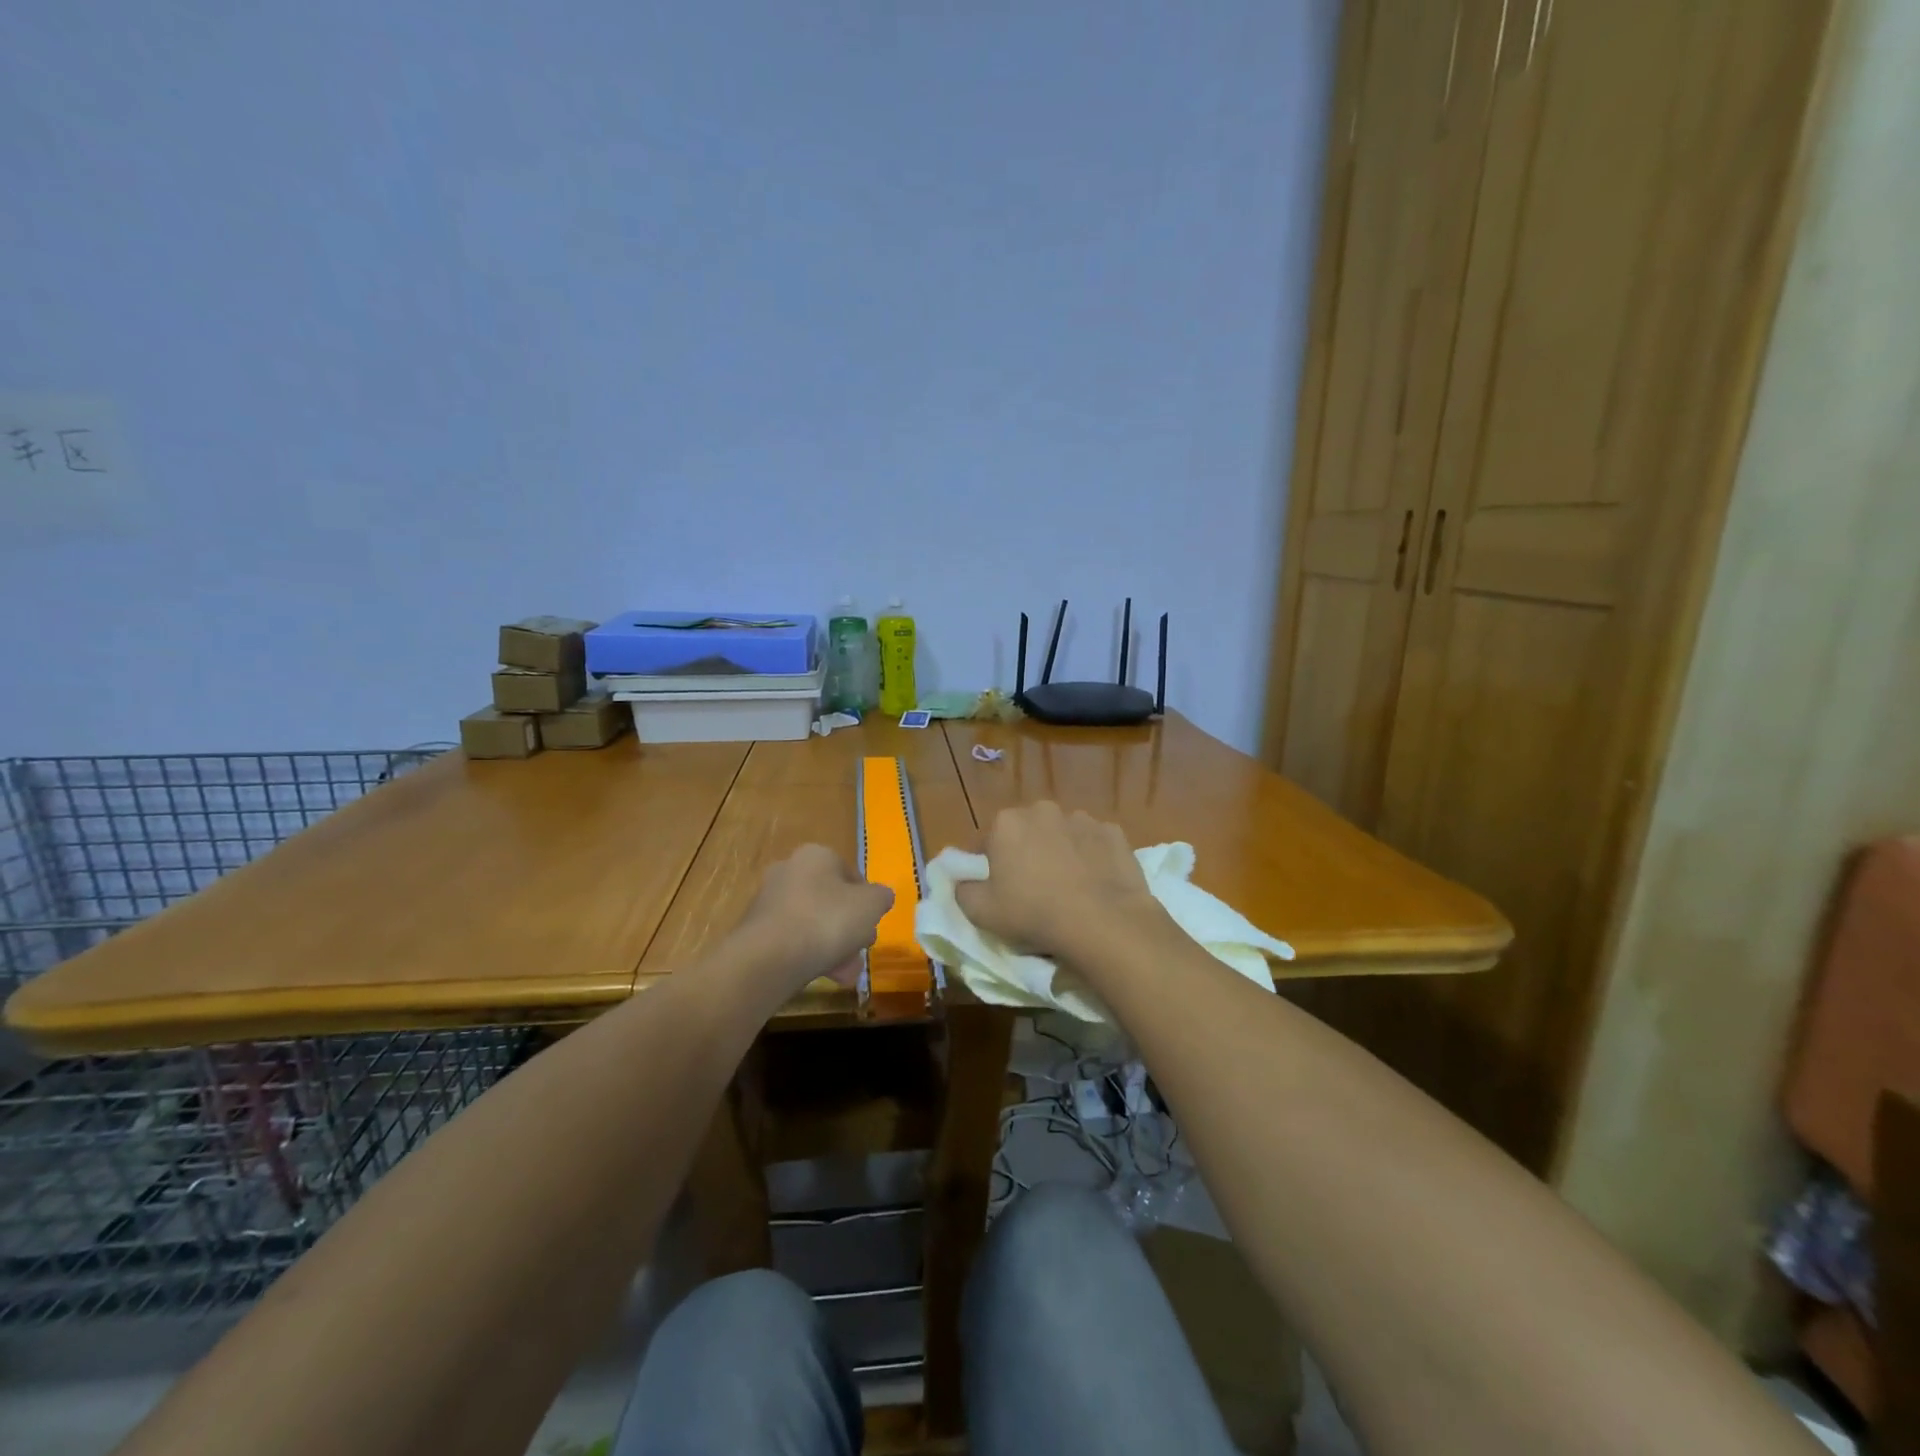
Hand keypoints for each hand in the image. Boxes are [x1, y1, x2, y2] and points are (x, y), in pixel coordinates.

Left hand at [731, 844, 893, 994]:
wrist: (769, 959)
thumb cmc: (827, 920)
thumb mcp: (871, 905)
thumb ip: (881, 897)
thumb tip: (880, 897)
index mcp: (816, 855)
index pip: (850, 874)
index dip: (867, 901)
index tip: (873, 923)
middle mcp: (789, 870)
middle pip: (831, 900)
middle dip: (849, 927)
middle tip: (860, 949)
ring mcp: (769, 901)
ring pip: (813, 923)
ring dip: (833, 946)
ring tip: (846, 972)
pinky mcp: (756, 930)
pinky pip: (792, 940)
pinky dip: (809, 955)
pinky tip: (825, 977)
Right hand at [954, 802, 1161, 961]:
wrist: (1103, 922)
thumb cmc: (1033, 914)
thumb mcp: (981, 912)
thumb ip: (963, 890)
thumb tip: (964, 882)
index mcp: (1006, 822)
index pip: (987, 842)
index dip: (989, 867)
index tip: (997, 889)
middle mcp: (1043, 810)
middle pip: (1026, 832)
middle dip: (1026, 853)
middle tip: (1032, 889)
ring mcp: (1082, 819)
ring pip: (1062, 835)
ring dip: (1060, 852)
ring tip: (1068, 888)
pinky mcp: (1114, 833)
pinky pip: (1094, 844)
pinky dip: (1092, 857)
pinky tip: (1095, 883)